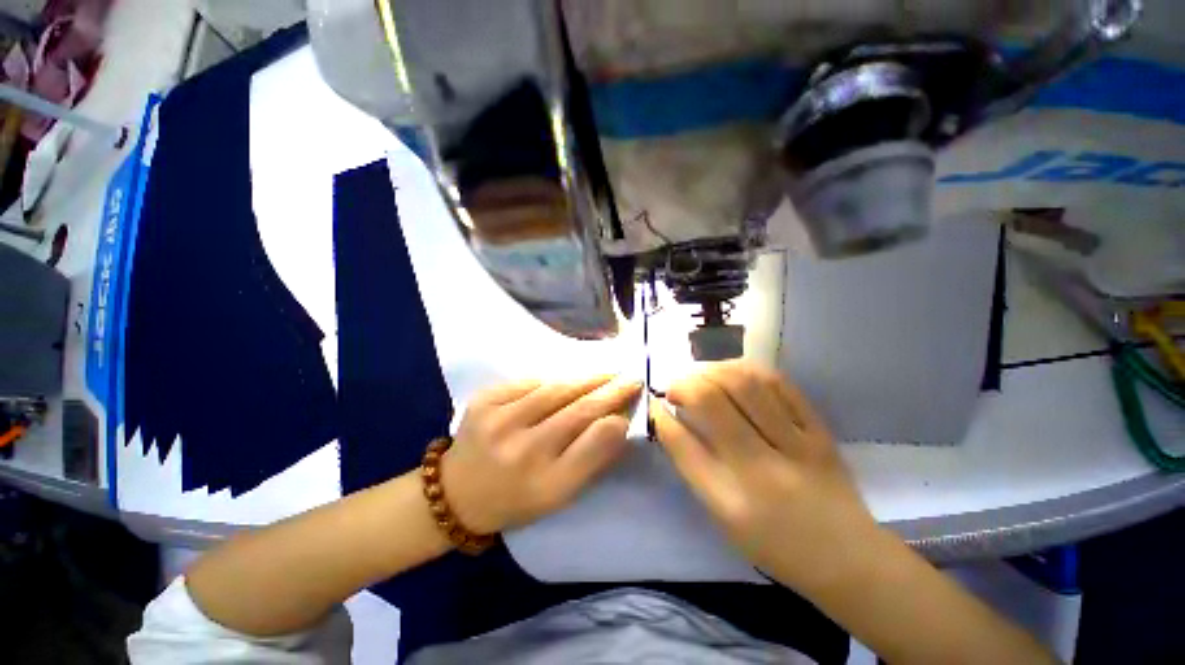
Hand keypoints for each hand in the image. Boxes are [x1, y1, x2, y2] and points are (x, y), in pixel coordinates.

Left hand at [443, 375, 641, 534]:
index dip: (617, 418)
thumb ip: (591, 459)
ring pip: (555, 391)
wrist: (456, 492)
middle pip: (576, 411)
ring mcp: (498, 422)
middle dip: (609, 390)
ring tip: (607, 373)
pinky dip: (553, 380)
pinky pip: (529, 383)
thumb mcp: (559, 493)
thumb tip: (617, 422)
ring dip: (586, 379)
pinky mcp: (483, 401)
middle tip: (630, 377)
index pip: (592, 445)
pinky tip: (566, 381)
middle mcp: (521, 452)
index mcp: (544, 485)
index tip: (634, 399)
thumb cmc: (516, 498)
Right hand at [650, 360, 876, 592]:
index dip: (661, 416)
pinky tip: (732, 371)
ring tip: (700, 374)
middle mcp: (760, 468)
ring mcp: (796, 445)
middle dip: (683, 384)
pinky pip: (780, 384)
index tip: (655, 403)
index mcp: (729, 500)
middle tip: (676, 387)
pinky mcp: (820, 432)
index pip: (682, 443)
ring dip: (712, 370)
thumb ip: (694, 466)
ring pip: (744, 384)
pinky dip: (748, 369)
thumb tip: (671, 419)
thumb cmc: (773, 544)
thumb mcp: (722, 517)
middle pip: (710, 402)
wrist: (847, 559)